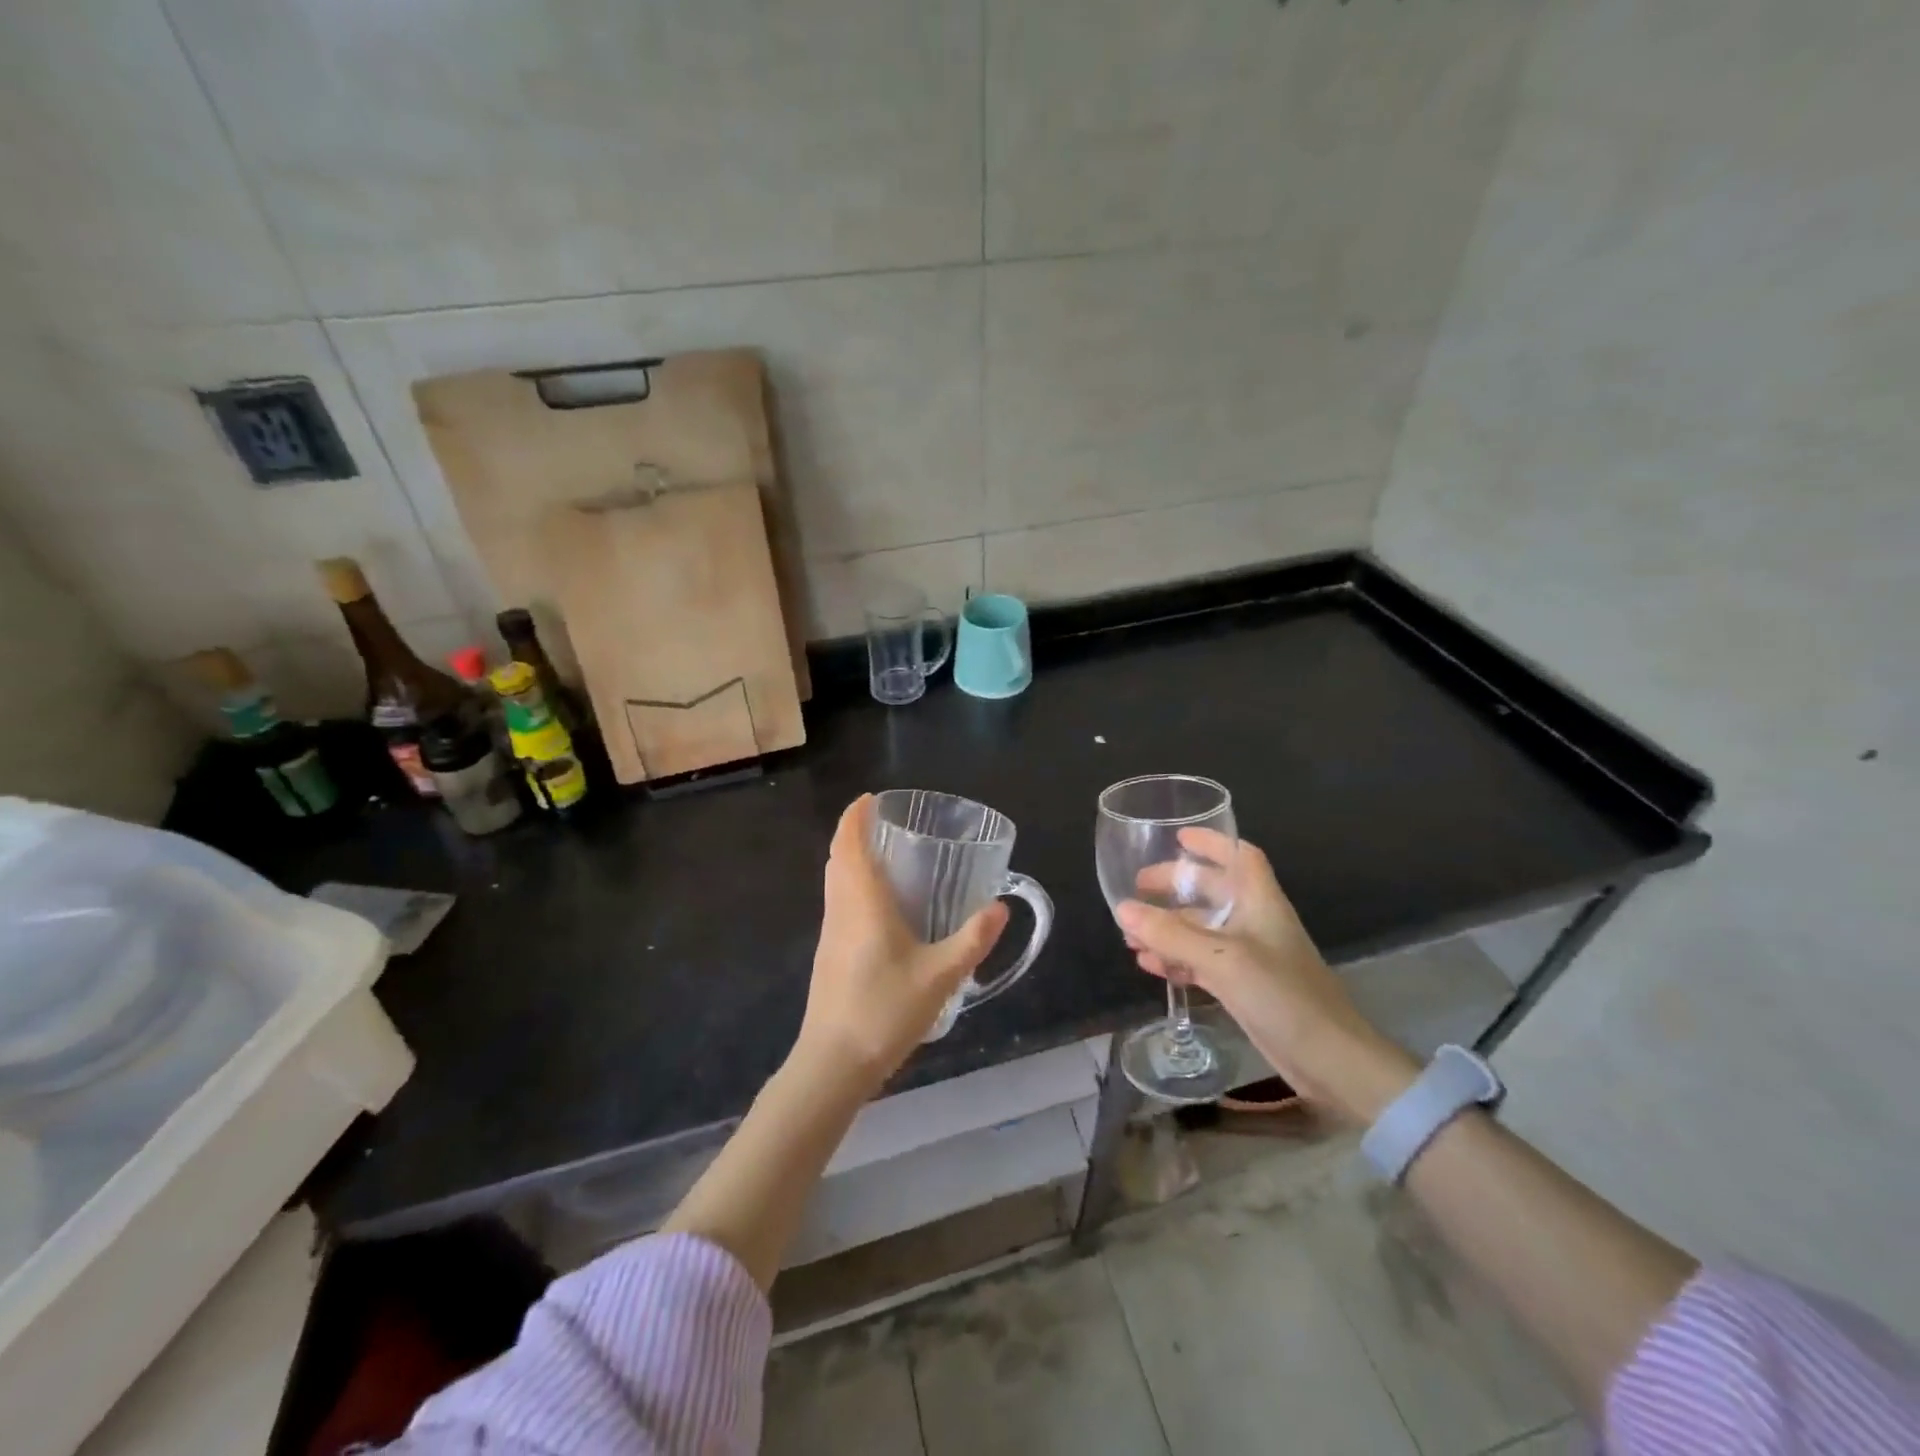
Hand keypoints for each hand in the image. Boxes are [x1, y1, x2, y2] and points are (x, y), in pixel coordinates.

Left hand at [796, 795, 1009, 1088]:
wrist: (833, 1063)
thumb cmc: (885, 1010)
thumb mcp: (940, 975)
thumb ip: (973, 940)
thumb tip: (1000, 907)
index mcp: (862, 903)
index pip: (849, 844)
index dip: (854, 816)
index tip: (870, 798)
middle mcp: (840, 909)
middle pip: (838, 858)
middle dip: (854, 833)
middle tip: (884, 823)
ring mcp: (830, 933)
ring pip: (834, 881)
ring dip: (850, 859)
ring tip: (884, 856)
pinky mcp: (829, 955)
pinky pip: (837, 903)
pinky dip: (851, 885)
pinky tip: (878, 907)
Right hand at [1117, 829, 1415, 1123]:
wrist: (1330, 1060)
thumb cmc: (1283, 995)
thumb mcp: (1222, 959)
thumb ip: (1171, 935)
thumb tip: (1122, 908)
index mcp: (1260, 902)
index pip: (1240, 857)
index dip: (1212, 843)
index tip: (1177, 837)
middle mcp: (1255, 922)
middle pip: (1211, 891)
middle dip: (1175, 887)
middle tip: (1138, 888)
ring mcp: (1249, 956)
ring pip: (1201, 930)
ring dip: (1168, 928)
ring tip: (1131, 933)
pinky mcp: (1244, 987)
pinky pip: (1201, 962)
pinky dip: (1176, 959)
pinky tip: (1148, 964)